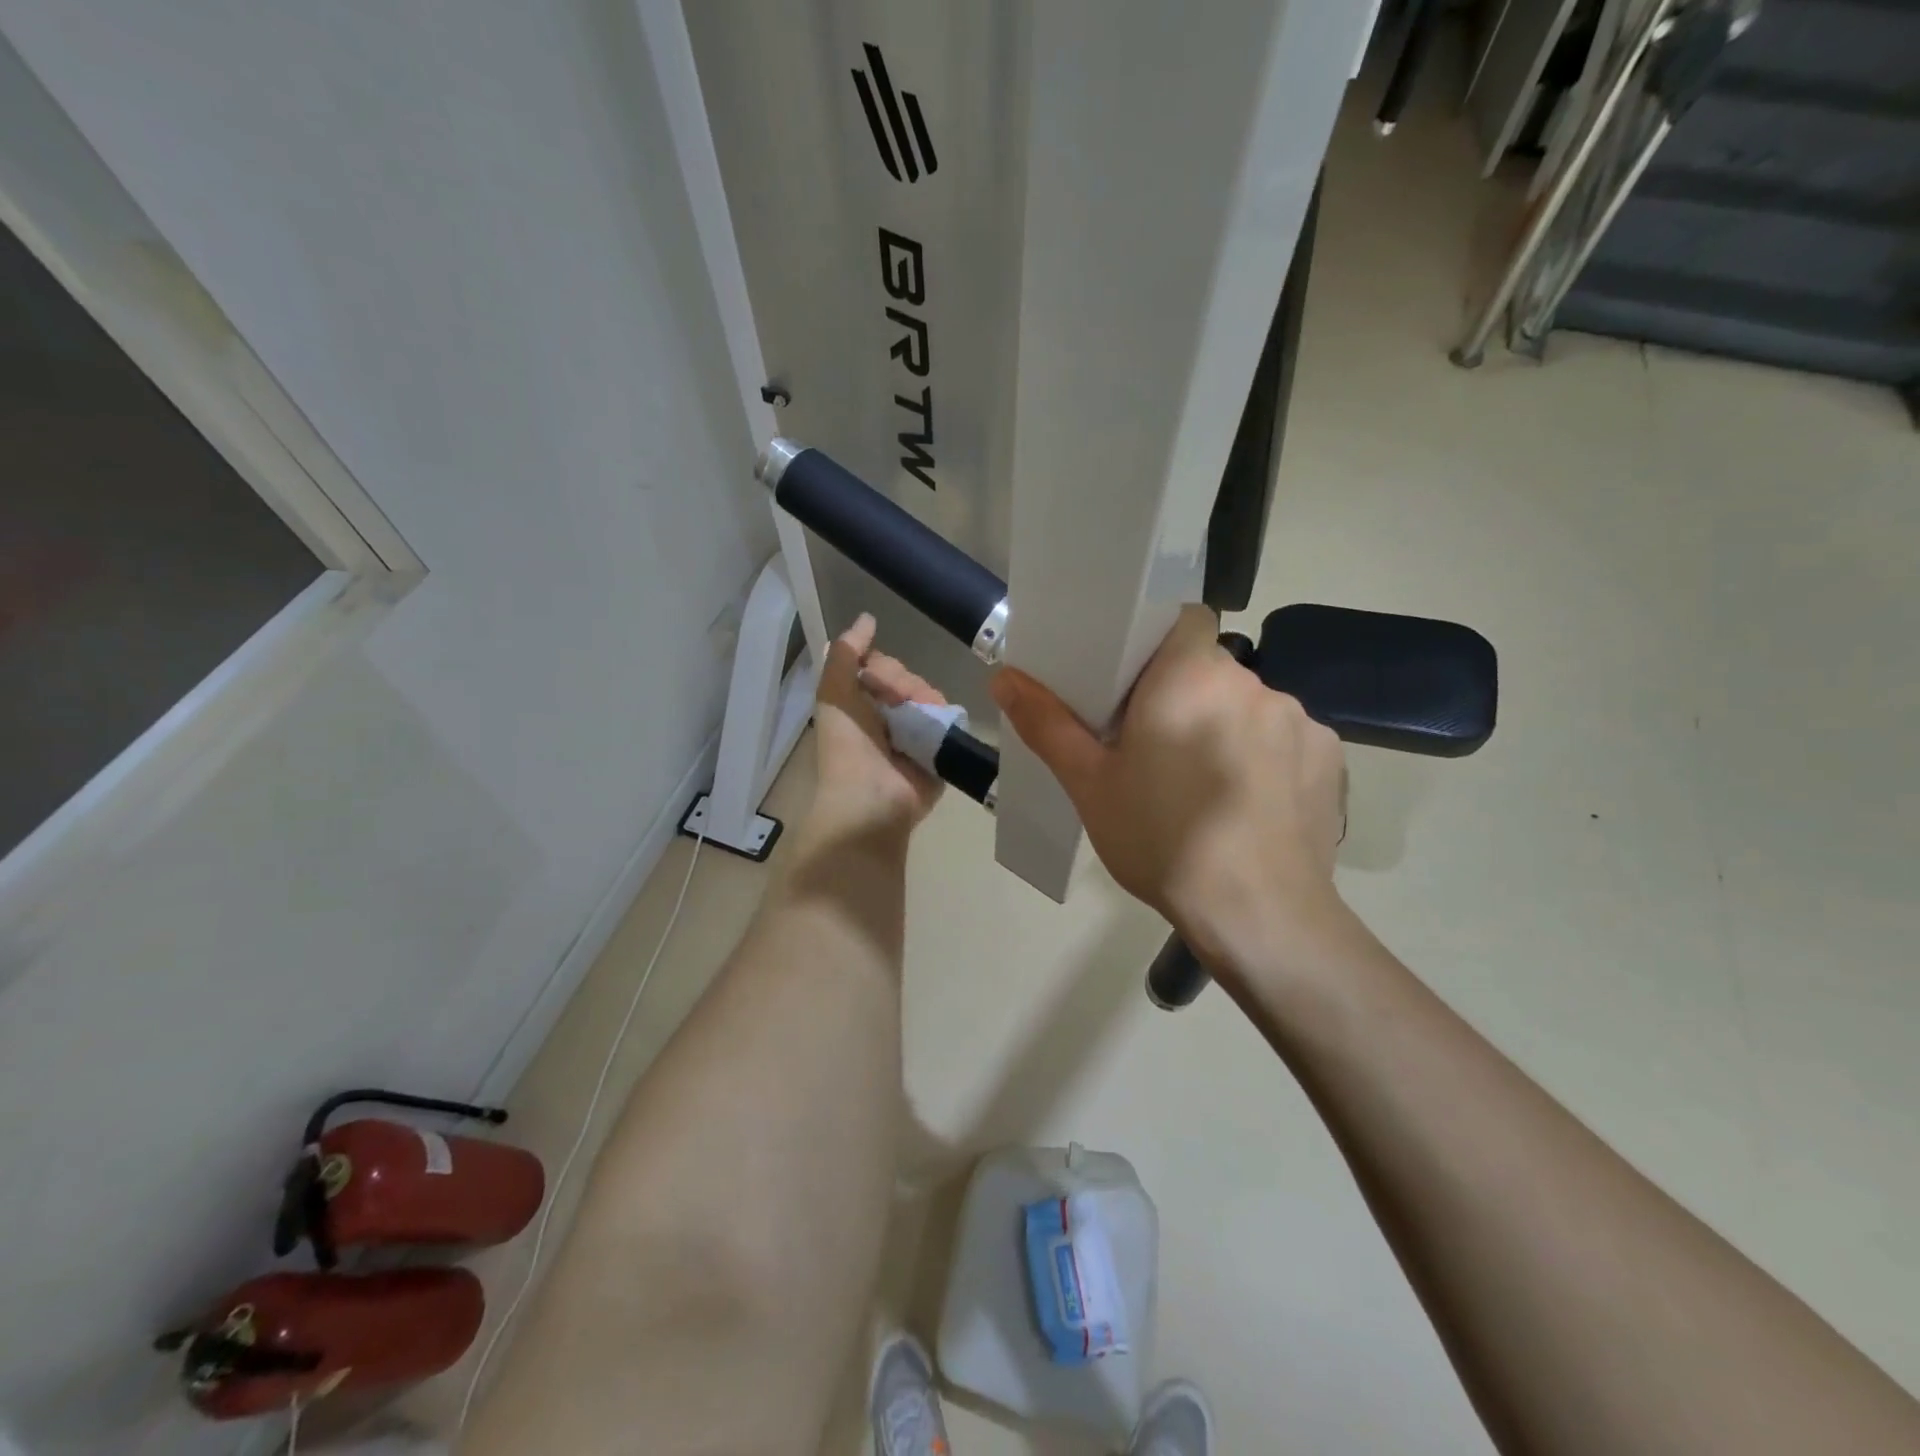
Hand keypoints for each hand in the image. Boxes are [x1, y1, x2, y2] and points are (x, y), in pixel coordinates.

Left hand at [806, 613, 945, 845]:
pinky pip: (950, 720)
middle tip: (895, 704)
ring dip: (924, 700)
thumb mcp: (834, 694)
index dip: (883, 667)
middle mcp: (888, 718)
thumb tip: (868, 618)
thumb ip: (847, 653)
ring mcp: (916, 735)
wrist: (872, 799)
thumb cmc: (848, 747)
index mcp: (860, 705)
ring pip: (931, 695)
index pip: (882, 667)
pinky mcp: (940, 751)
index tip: (875, 678)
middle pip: (908, 678)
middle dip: (903, 684)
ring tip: (915, 720)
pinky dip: (944, 718)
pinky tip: (936, 727)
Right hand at [991, 604, 1346, 969]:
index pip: (1183, 619)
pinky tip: (1249, 804)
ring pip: (1247, 705)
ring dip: (1225, 726)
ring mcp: (1299, 719)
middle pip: (1211, 668)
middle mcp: (1251, 683)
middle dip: (1184, 694)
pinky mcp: (1330, 756)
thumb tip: (1002, 677)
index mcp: (1189, 676)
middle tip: (1154, 745)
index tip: (1136, 681)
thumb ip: (1047, 724)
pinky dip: (1265, 758)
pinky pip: (1286, 739)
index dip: (1159, 640)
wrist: (1258, 913)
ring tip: (1202, 783)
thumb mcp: (1090, 785)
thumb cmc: (1160, 840)